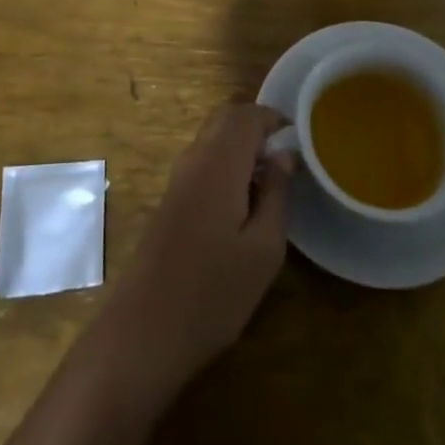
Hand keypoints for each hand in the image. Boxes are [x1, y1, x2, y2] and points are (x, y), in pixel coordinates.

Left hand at [96, 104, 292, 393]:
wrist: (144, 330)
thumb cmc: (214, 293)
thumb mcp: (263, 250)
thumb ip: (276, 194)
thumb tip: (284, 155)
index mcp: (218, 162)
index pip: (247, 115)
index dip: (275, 119)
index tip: (300, 141)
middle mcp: (194, 158)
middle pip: (225, 118)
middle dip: (257, 127)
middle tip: (286, 159)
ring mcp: (177, 178)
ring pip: (212, 138)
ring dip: (241, 146)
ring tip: (270, 183)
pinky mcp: (170, 199)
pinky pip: (202, 161)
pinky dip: (226, 164)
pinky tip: (243, 203)